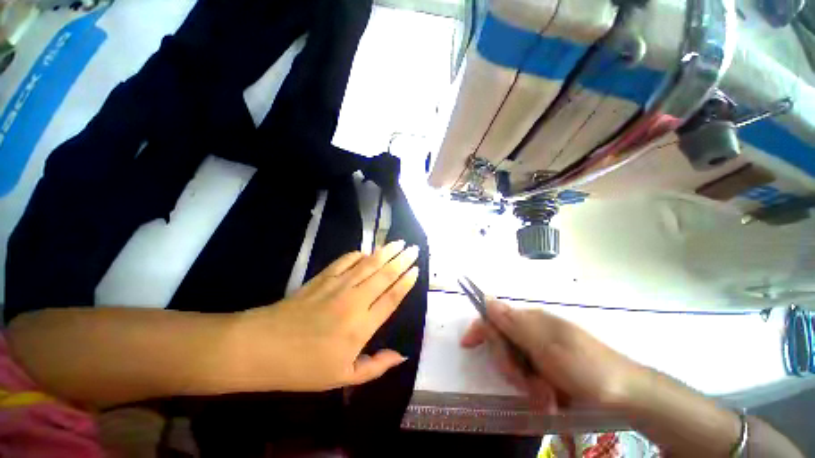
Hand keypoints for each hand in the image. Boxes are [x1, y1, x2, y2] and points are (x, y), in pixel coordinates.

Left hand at [223, 240, 419, 391]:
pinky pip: (345, 261)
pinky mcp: (322, 278)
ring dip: (385, 252)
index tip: (416, 269)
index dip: (406, 282)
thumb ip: (376, 367)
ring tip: (398, 242)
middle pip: (384, 275)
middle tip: (414, 248)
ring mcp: (337, 286)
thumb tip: (402, 356)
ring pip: (368, 264)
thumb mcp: (343, 377)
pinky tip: (365, 251)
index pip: (392, 297)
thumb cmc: (304, 367)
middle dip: (401, 260)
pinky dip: (357, 254)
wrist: (262, 347)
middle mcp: (354, 300)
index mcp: (362, 325)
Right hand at [461, 300, 642, 410]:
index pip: (493, 317)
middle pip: (502, 342)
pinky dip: (535, 387)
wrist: (629, 393)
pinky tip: (550, 397)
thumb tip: (487, 299)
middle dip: (510, 367)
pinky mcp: (550, 362)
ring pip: (515, 361)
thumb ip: (514, 325)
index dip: (479, 329)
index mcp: (531, 320)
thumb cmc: (587, 369)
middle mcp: (533, 329)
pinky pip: (530, 372)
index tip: (466, 345)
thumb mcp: (547, 348)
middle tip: (529, 387)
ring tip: (546, 397)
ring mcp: (542, 346)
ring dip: (525, 382)